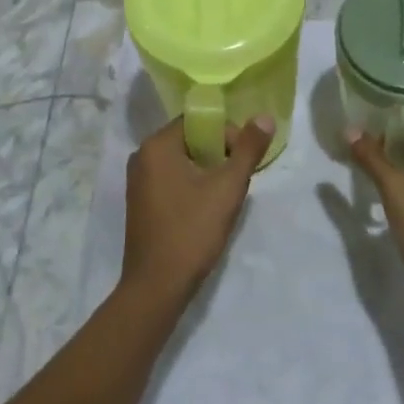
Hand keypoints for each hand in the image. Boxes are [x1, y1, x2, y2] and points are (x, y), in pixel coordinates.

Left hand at [121, 115, 274, 305]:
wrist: (157, 287)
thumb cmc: (192, 231)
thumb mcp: (227, 187)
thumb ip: (248, 149)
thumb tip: (266, 117)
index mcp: (157, 145)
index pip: (199, 122)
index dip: (227, 135)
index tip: (243, 162)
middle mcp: (142, 156)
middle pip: (190, 140)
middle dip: (219, 155)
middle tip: (237, 181)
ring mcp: (137, 181)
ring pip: (183, 161)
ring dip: (207, 172)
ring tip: (224, 197)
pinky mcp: (140, 202)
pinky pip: (172, 179)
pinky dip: (192, 186)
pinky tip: (206, 209)